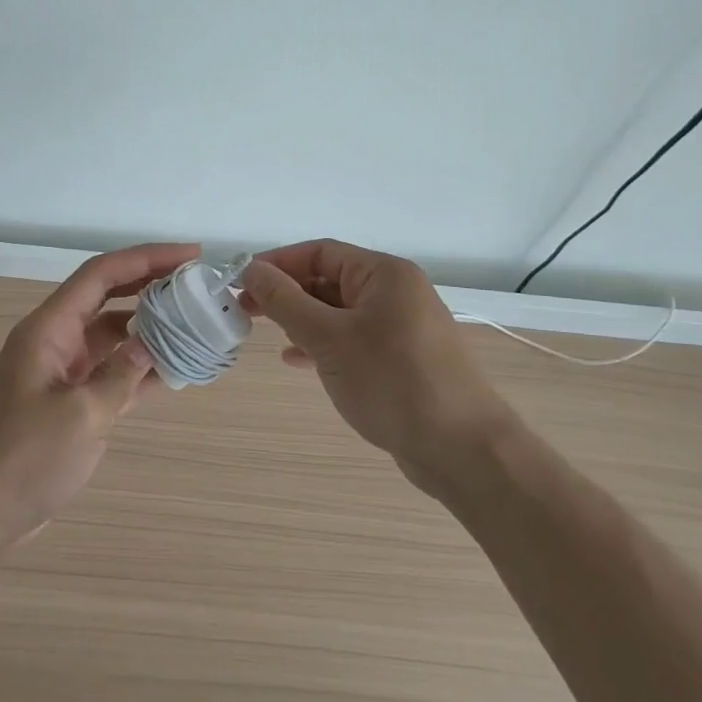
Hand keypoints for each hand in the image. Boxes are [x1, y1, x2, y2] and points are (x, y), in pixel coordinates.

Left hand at [0, 242, 198, 551]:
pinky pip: (110, 371)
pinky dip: (139, 367)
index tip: (190, 254)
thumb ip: (121, 374)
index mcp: (49, 329)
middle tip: (197, 282)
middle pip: (108, 296)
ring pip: (112, 334)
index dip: (146, 257)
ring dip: (149, 326)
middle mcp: (55, 340)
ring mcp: (62, 371)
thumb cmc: (25, 460)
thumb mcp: (81, 415)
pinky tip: (174, 369)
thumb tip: (153, 344)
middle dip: (151, 283)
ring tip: (193, 322)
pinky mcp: (69, 400)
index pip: (101, 274)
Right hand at [242, 240, 513, 498]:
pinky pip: (353, 340)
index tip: (240, 280)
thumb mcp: (329, 338)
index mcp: (385, 274)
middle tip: (245, 309)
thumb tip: (252, 269)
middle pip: (330, 280)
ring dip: (302, 320)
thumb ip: (286, 301)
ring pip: (339, 312)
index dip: (278, 263)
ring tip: (266, 333)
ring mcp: (402, 327)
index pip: (321, 252)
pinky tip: (297, 360)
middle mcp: (396, 292)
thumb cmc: (392, 382)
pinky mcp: (402, 359)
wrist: (461, 448)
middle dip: (287, 293)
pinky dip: (323, 345)